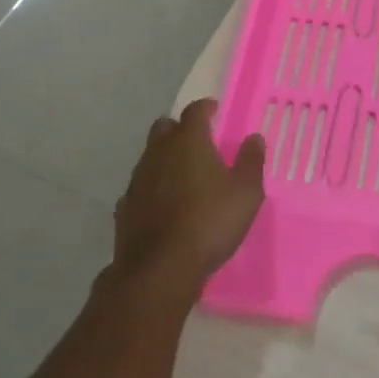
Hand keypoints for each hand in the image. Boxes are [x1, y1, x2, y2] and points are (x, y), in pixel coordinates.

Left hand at [112, 100, 265, 294]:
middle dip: (179, 129)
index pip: (195, 110)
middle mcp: (159, 152)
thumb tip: (254, 138)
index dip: (205, 107)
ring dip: (164, 159)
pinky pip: (139, 187)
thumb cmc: (209, 222)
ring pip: (149, 156)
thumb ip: (251, 161)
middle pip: (164, 127)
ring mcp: (137, 180)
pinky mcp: (124, 208)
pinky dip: (151, 189)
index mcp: (189, 141)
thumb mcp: (246, 192)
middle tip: (197, 142)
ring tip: (182, 176)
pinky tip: (162, 205)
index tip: (214, 110)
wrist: (159, 270)